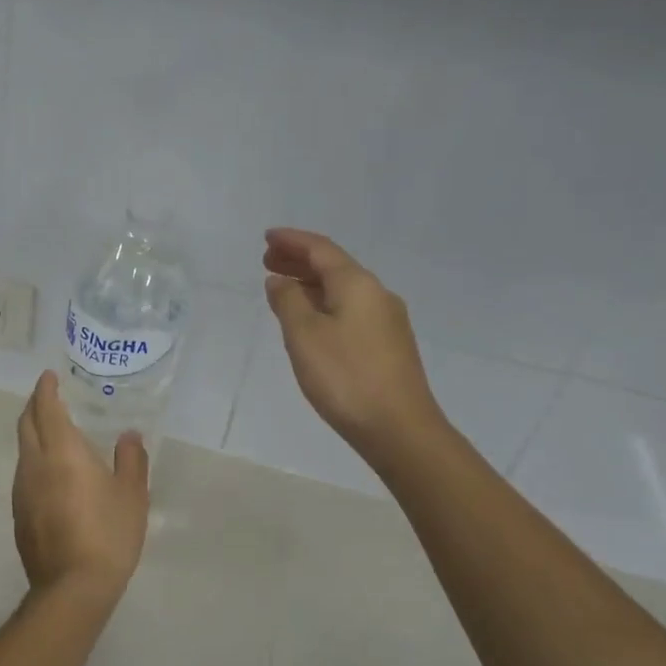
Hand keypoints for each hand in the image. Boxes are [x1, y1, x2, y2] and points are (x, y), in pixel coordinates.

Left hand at [12, 372, 150, 597]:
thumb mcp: (132, 495)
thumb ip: (131, 459)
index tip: (49, 377)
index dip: (45, 389)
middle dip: (34, 406)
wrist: (72, 588)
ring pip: (23, 450)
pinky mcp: (19, 514)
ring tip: (53, 433)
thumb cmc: (108, 534)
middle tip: (48, 397)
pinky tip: (51, 474)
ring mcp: (21, 491)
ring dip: (33, 434)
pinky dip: (34, 460)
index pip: (46, 409)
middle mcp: (34, 464)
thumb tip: (129, 435)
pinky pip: (24, 474)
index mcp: (61, 452)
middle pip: (26, 425)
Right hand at [263, 228, 441, 465]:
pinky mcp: (388, 345)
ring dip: (311, 284)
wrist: (399, 428)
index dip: (292, 240)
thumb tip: (279, 280)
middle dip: (300, 261)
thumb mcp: (304, 336)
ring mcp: (387, 321)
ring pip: (343, 290)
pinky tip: (311, 321)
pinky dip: (324, 304)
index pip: (321, 249)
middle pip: (334, 267)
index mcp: (357, 284)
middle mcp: (377, 294)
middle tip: (268, 261)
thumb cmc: (345, 377)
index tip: (267, 237)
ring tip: (282, 289)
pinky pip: (350, 310)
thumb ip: (288, 302)